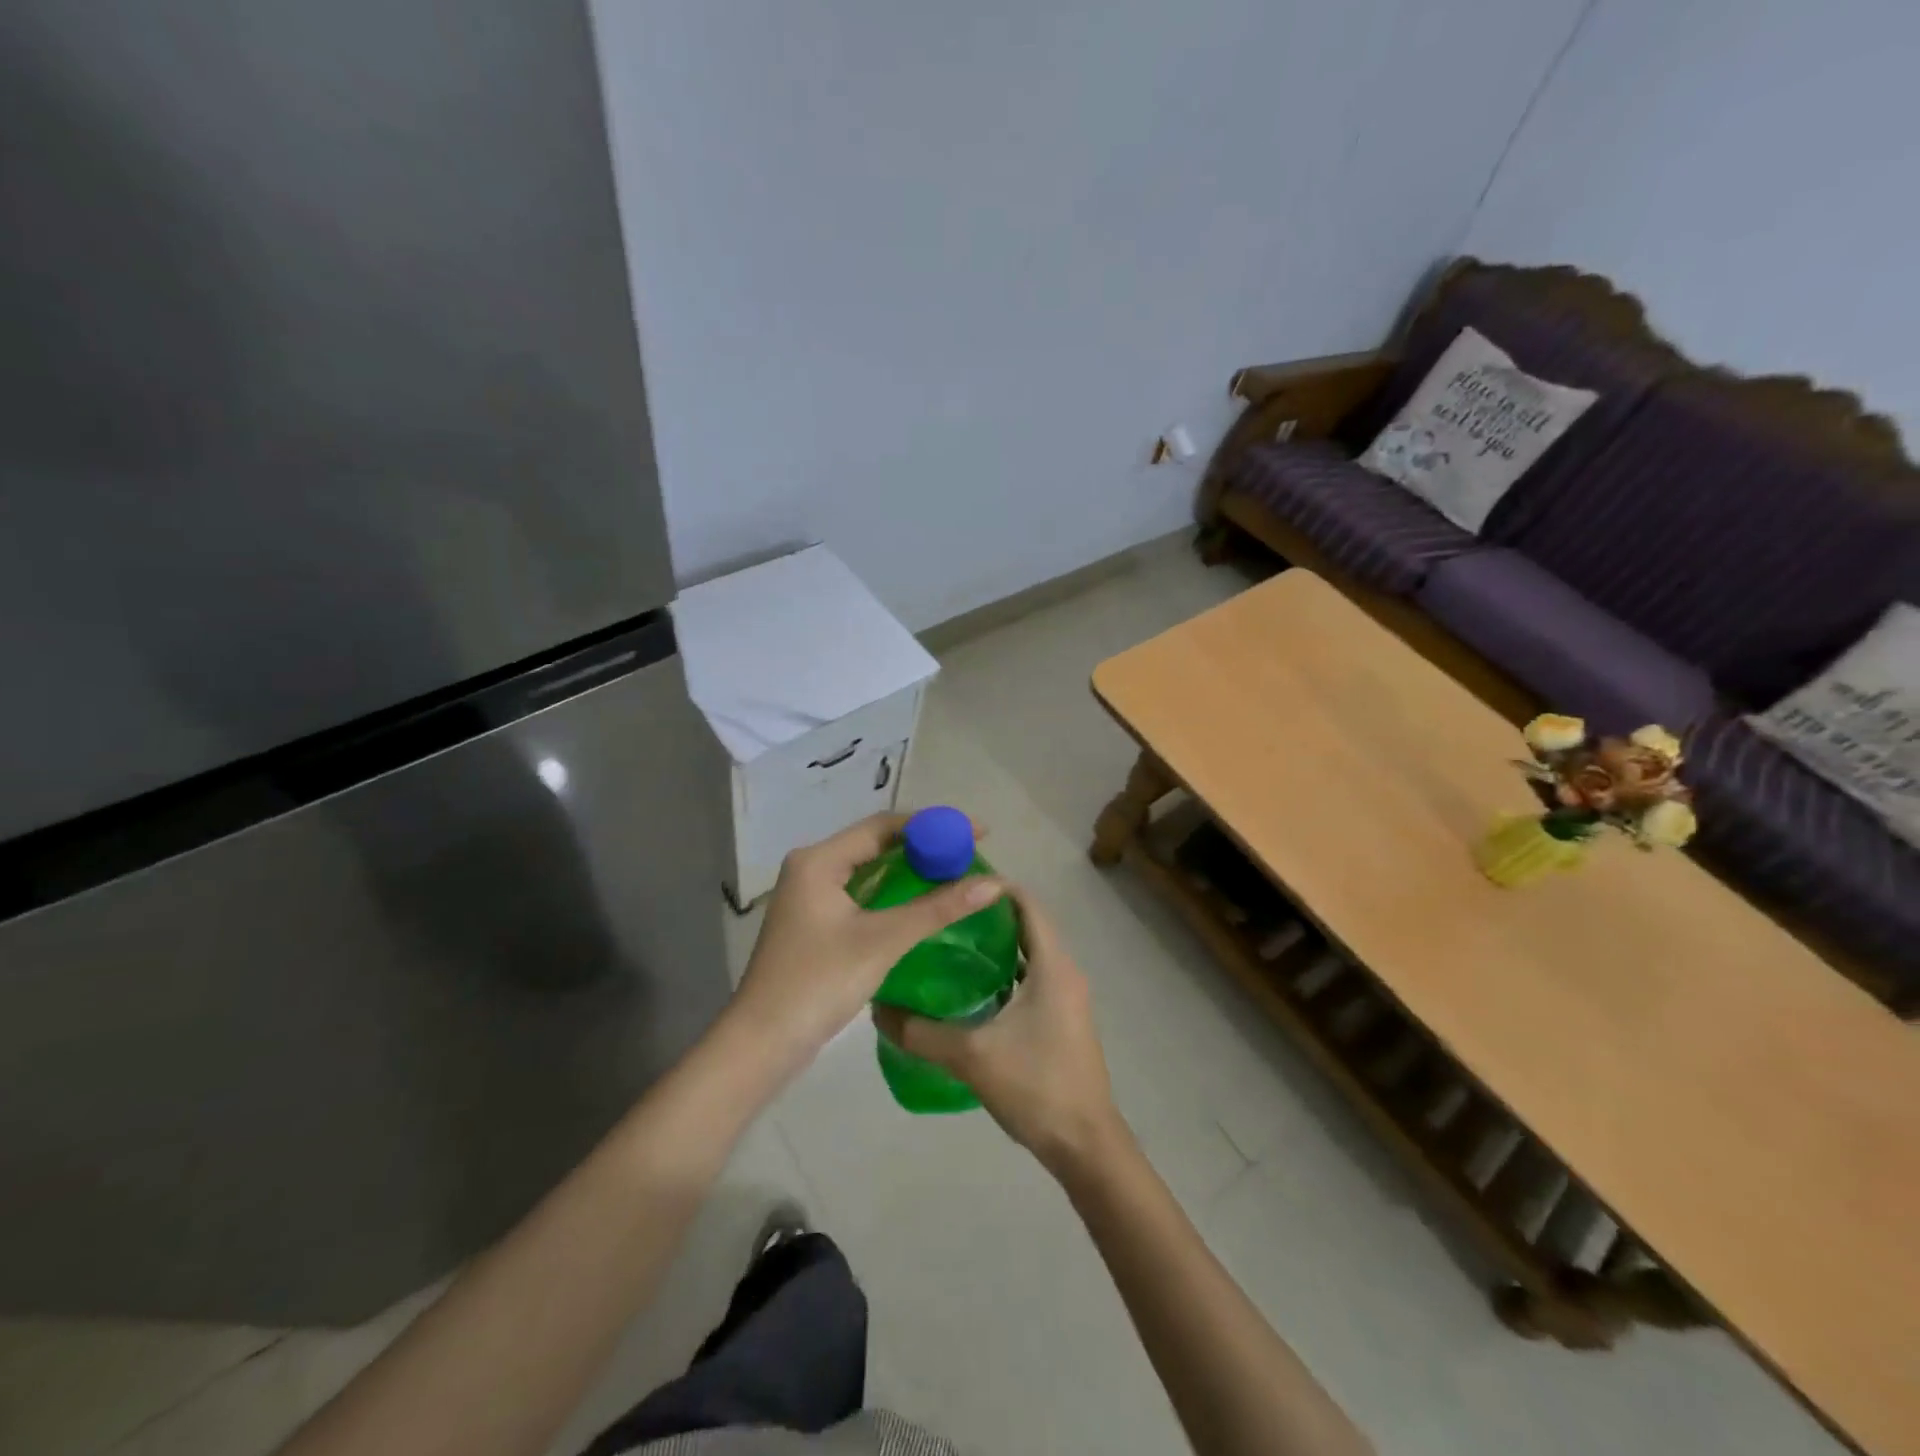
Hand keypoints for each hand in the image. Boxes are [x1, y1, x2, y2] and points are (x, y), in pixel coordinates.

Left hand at [729, 813, 1005, 1070]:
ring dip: (911, 870)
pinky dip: (894, 893)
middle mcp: (812, 868)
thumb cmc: (818, 982)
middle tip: (971, 853)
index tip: (977, 831)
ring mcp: (811, 896)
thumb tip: (994, 883)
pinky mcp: (815, 922)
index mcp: (819, 860)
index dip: (933, 825)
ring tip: (956, 873)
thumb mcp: (883, 941)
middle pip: (876, 843)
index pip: (883, 825)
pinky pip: (862, 894)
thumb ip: (937, 908)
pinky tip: (923, 903)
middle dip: (925, 846)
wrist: (762, 1042)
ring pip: (870, 870)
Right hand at [873, 887, 1126, 1175]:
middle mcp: (1065, 971)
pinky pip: (1032, 978)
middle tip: (940, 912)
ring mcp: (1067, 996)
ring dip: (995, 945)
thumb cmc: (1036, 1087)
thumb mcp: (972, 1056)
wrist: (1086, 1146)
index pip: (1026, 902)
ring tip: (947, 944)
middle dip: (986, 914)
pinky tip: (970, 989)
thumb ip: (921, 1032)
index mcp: (1053, 964)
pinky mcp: (1063, 1019)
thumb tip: (878, 1010)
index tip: (951, 881)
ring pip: (1029, 953)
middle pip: (1026, 924)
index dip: (992, 886)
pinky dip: (1004, 972)